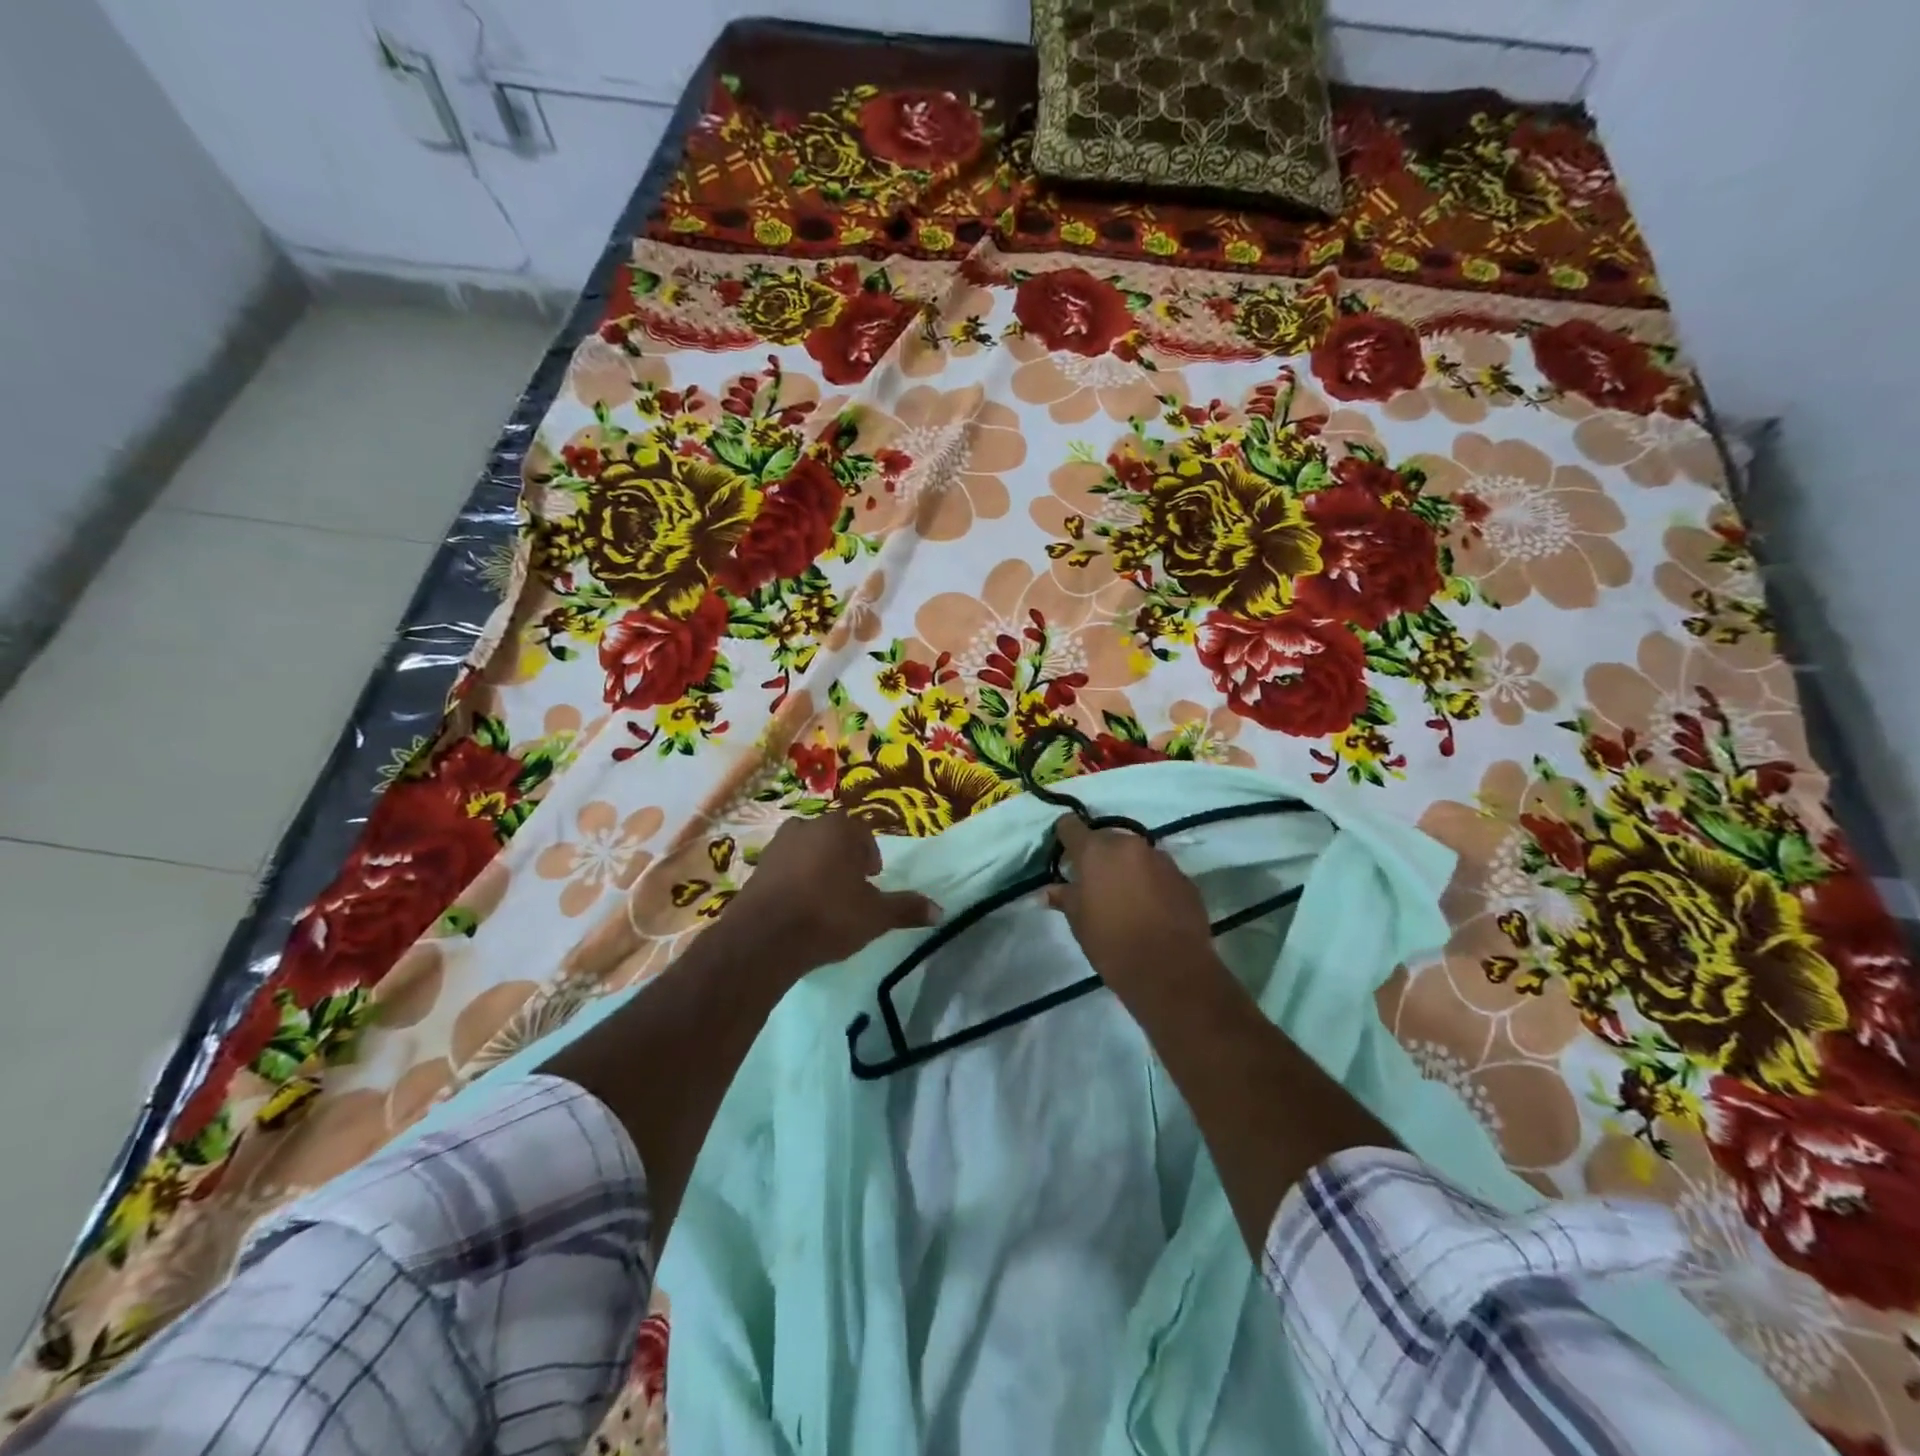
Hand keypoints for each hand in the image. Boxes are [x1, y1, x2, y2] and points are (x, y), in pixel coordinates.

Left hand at [715, 813, 939, 980]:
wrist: (764, 937)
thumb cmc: (828, 915)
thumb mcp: (875, 916)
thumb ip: (906, 909)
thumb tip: (940, 911)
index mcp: (840, 828)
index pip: (863, 833)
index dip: (870, 857)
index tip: (872, 880)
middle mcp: (807, 826)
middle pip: (833, 838)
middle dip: (843, 859)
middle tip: (850, 889)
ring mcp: (777, 845)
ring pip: (806, 850)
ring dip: (817, 867)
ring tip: (824, 899)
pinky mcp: (756, 867)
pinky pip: (784, 868)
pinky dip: (793, 881)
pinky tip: (798, 907)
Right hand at [1047, 815, 1217, 996]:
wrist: (1170, 971)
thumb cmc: (1112, 943)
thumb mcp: (1079, 922)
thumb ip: (1065, 898)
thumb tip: (1049, 891)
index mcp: (1096, 851)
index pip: (1071, 826)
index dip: (1065, 836)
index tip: (1064, 854)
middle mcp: (1129, 845)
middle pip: (1107, 839)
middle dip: (1099, 856)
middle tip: (1095, 884)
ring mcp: (1161, 859)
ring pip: (1135, 855)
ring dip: (1127, 868)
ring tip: (1125, 898)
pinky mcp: (1184, 878)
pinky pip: (1159, 872)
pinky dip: (1151, 883)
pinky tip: (1150, 909)